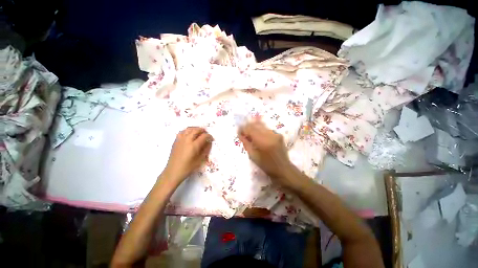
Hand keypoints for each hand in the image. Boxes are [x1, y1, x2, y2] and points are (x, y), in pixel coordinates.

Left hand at [164, 127, 212, 182]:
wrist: (173, 171)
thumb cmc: (188, 167)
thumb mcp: (200, 160)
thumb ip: (206, 150)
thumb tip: (209, 142)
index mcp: (194, 146)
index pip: (204, 136)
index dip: (209, 136)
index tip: (211, 138)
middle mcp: (187, 140)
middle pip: (196, 130)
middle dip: (203, 130)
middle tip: (206, 134)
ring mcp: (180, 140)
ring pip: (189, 129)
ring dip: (195, 129)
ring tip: (199, 132)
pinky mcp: (176, 141)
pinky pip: (182, 132)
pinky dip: (187, 131)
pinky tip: (189, 134)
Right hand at [238, 121, 296, 187]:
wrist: (283, 169)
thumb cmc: (266, 165)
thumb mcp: (253, 156)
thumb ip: (246, 143)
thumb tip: (240, 134)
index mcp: (263, 141)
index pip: (250, 129)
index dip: (243, 129)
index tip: (238, 132)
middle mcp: (270, 135)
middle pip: (256, 125)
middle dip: (248, 126)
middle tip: (243, 132)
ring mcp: (275, 133)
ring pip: (261, 125)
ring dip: (254, 128)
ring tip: (250, 134)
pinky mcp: (279, 134)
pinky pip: (266, 129)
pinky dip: (260, 130)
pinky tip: (258, 135)